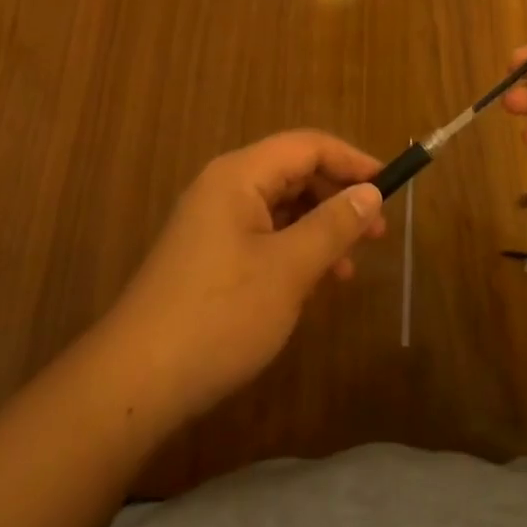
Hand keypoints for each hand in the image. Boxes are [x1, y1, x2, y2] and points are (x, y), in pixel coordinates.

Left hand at [104, 131, 386, 424]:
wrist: (136, 381)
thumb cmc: (219, 315)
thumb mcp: (288, 270)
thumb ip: (333, 225)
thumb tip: (371, 191)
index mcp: (239, 175)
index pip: (307, 146)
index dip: (352, 160)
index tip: (391, 186)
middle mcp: (223, 186)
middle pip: (293, 172)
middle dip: (338, 197)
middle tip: (376, 232)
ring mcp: (212, 221)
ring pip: (280, 207)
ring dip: (318, 228)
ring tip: (348, 268)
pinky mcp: (207, 254)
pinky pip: (262, 234)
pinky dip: (293, 249)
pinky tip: (311, 284)